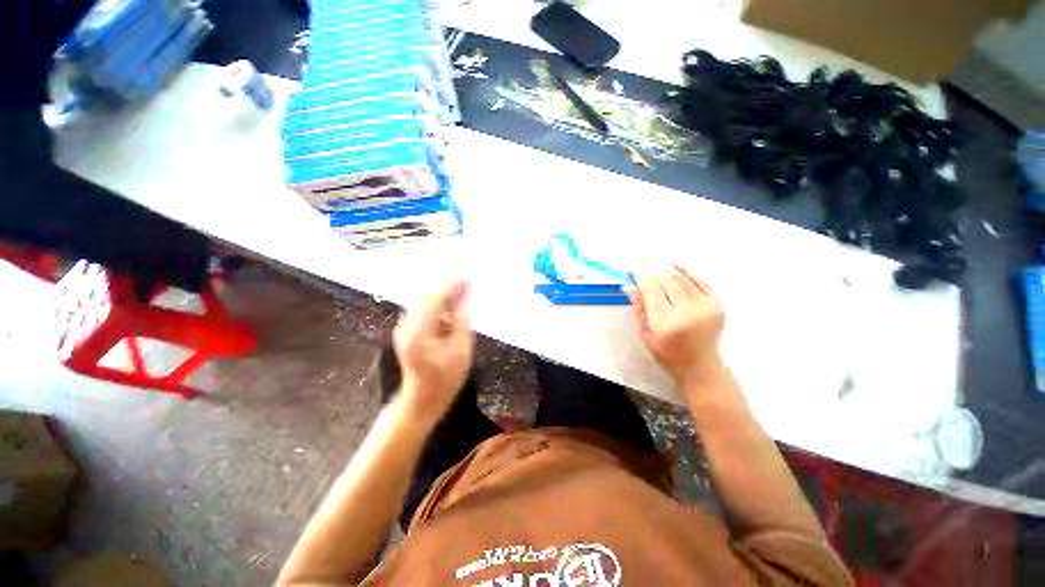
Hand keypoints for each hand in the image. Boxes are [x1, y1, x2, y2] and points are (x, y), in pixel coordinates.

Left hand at [392, 278, 474, 425]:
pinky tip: (454, 306)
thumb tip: (467, 301)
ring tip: (464, 290)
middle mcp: (408, 325)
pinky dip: (441, 306)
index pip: (437, 298)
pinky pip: (426, 311)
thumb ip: (463, 323)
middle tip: (469, 280)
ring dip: (446, 295)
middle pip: (429, 296)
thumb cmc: (444, 380)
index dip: (454, 284)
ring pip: (427, 302)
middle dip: (450, 286)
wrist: (421, 400)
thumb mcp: (461, 352)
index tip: (469, 274)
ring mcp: (405, 328)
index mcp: (419, 331)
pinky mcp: (409, 331)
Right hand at [631, 266, 726, 389]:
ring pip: (685, 280)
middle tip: (649, 257)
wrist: (701, 366)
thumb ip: (639, 310)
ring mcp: (705, 309)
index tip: (640, 264)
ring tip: (661, 260)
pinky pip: (703, 283)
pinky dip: (691, 272)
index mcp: (665, 325)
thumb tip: (634, 287)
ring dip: (671, 268)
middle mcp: (686, 315)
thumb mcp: (645, 335)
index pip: (653, 292)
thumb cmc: (667, 353)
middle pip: (670, 283)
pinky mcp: (717, 307)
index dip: (646, 275)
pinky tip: (680, 267)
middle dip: (657, 268)